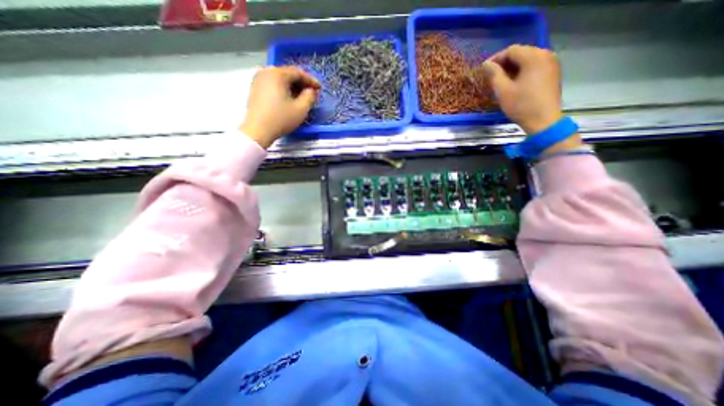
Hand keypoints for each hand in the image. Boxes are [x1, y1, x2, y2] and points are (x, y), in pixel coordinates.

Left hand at [239, 66, 318, 148]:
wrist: (258, 130)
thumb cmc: (281, 119)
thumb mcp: (301, 109)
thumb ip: (310, 97)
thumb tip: (311, 91)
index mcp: (277, 74)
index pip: (298, 72)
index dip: (311, 80)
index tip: (319, 88)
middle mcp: (266, 72)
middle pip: (288, 74)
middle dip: (301, 83)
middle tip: (311, 93)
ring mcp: (258, 80)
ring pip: (280, 79)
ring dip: (292, 87)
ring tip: (301, 97)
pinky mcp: (255, 89)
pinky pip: (273, 84)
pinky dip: (283, 89)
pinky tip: (289, 99)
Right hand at [479, 45, 564, 134]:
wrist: (543, 120)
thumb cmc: (521, 105)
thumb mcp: (503, 91)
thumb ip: (494, 74)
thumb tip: (486, 64)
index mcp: (533, 57)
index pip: (511, 50)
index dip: (496, 58)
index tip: (484, 70)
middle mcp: (546, 54)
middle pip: (521, 52)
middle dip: (504, 63)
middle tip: (491, 76)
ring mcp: (552, 63)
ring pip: (528, 59)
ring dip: (513, 67)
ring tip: (501, 80)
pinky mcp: (553, 72)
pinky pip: (535, 66)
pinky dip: (522, 71)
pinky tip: (514, 82)